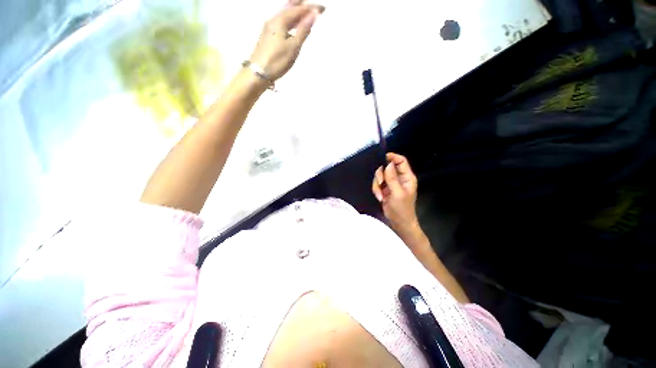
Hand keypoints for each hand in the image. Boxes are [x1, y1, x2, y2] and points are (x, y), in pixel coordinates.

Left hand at [249, 0, 324, 81]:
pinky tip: (295, 26)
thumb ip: (303, 30)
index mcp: (280, 20)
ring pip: (285, 14)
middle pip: (290, 7)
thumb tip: (313, 14)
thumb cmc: (277, 61)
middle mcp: (273, 19)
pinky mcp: (268, 35)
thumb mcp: (293, 47)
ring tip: (308, 15)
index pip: (298, 9)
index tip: (323, 9)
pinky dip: (291, 20)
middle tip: (315, 9)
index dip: (311, 8)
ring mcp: (269, 27)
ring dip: (297, 12)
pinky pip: (282, 22)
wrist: (258, 73)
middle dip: (303, 6)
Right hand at [372, 153, 419, 235]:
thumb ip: (392, 178)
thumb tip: (388, 164)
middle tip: (380, 183)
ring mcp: (391, 183)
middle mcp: (399, 178)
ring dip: (377, 185)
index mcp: (407, 177)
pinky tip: (380, 198)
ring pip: (380, 176)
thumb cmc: (402, 209)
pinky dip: (376, 190)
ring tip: (380, 196)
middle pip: (387, 167)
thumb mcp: (398, 193)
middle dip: (381, 175)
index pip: (401, 161)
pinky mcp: (385, 188)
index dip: (392, 157)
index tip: (382, 158)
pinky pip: (377, 183)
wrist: (399, 222)